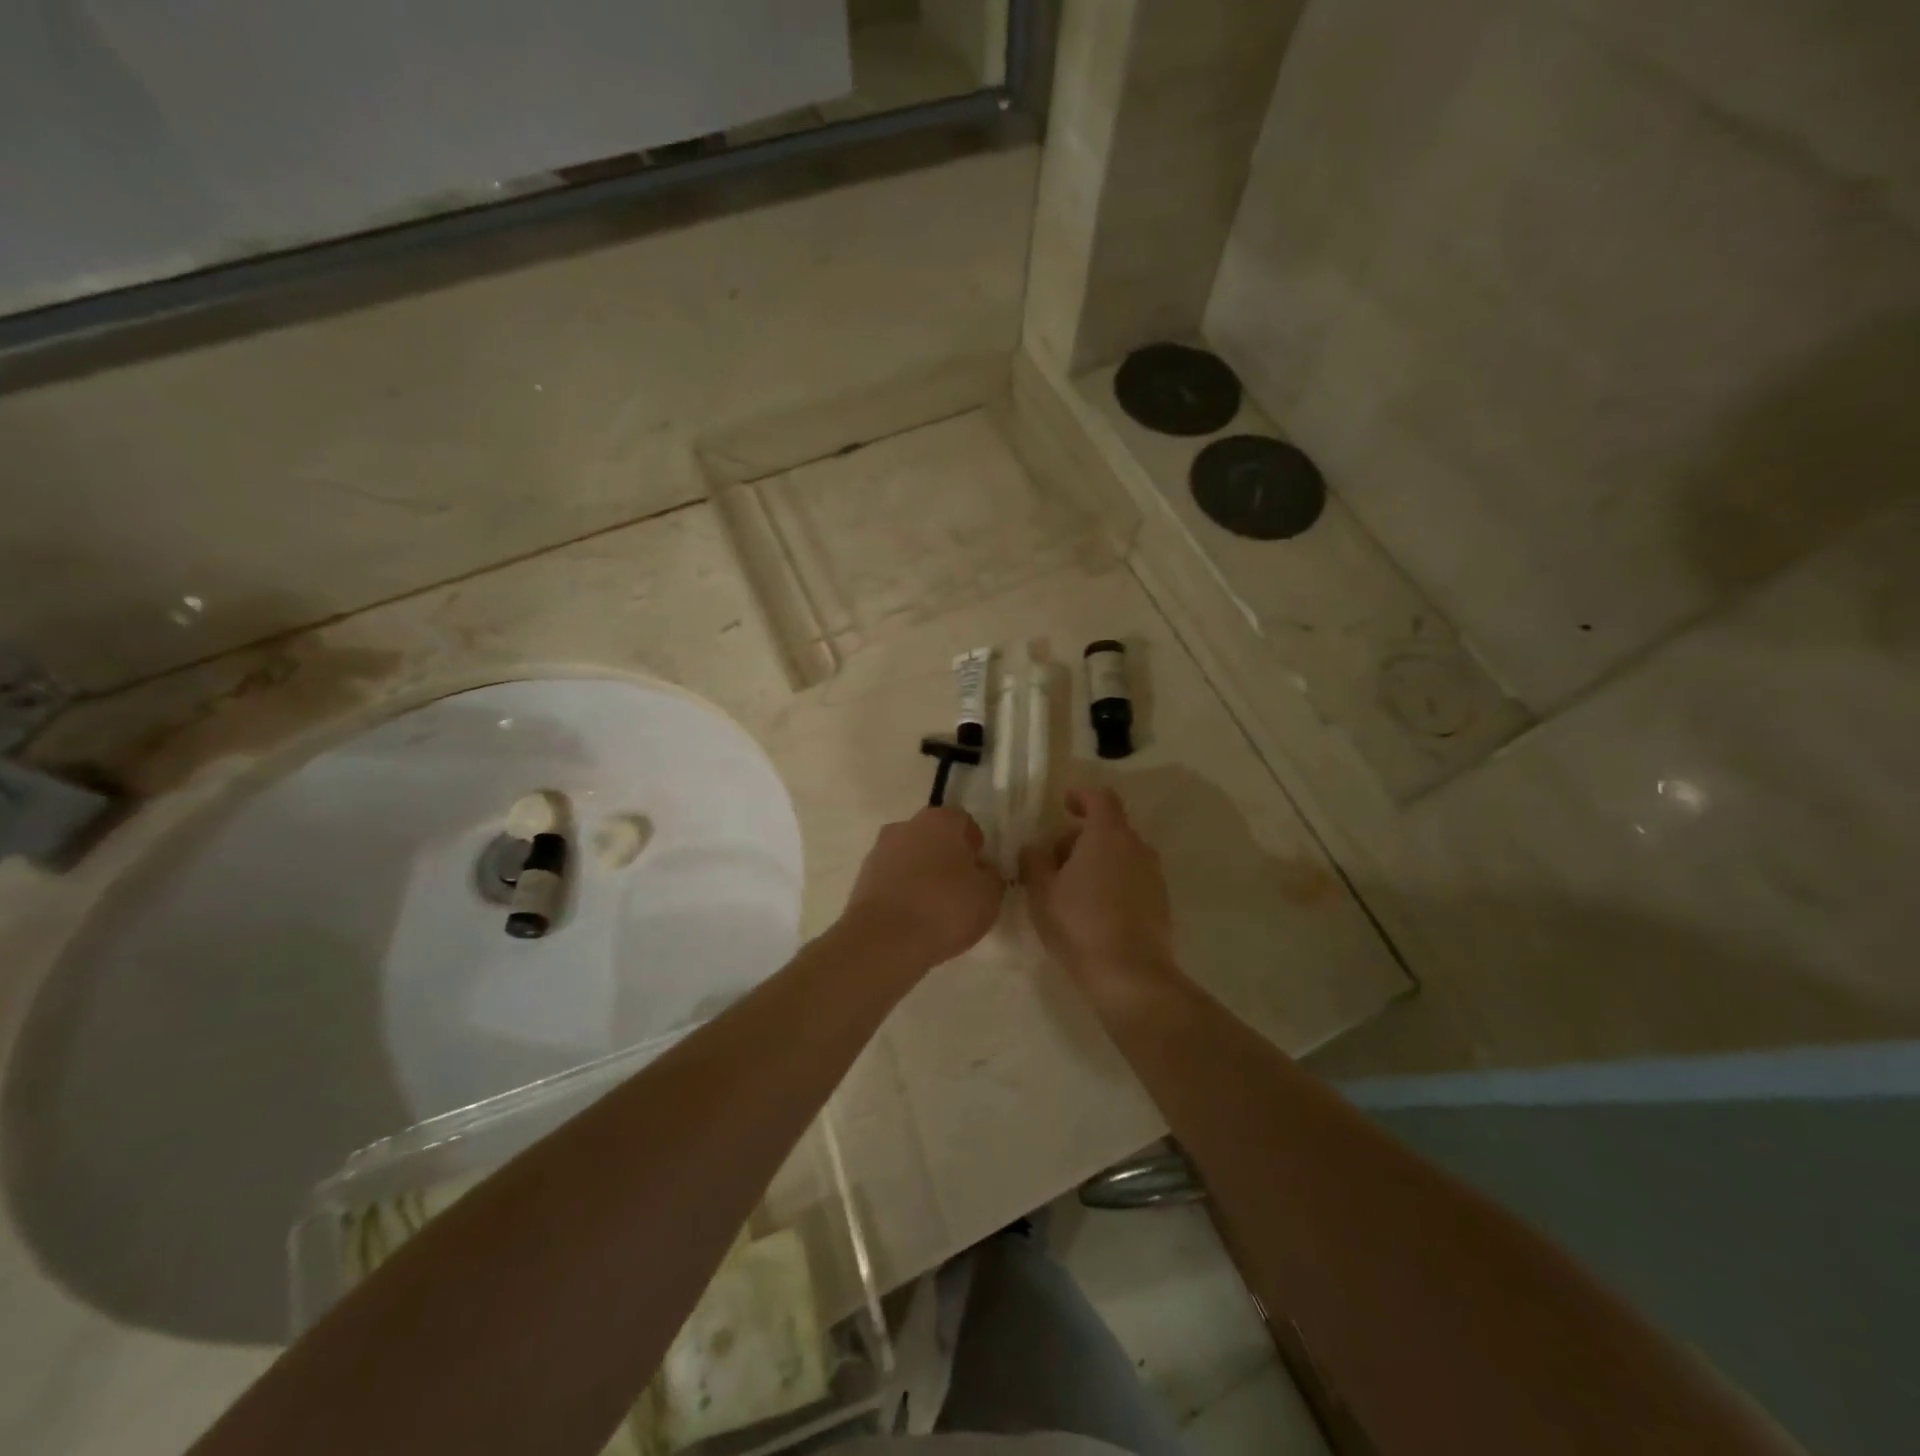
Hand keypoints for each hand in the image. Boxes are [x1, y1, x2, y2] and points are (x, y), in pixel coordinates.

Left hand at [839, 806, 1004, 972]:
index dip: (976, 847)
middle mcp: (906, 826)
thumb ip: (991, 875)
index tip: (981, 872)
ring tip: (935, 910)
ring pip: (910, 858)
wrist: (884, 941)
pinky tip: (912, 919)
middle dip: (947, 858)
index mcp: (940, 820)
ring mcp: (879, 850)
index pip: (964, 823)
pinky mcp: (862, 878)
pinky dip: (903, 892)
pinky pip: (892, 879)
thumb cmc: (945, 908)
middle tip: (960, 890)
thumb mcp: (989, 895)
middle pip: (934, 837)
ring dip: (922, 874)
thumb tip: (982, 870)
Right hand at [1020, 787, 1176, 991]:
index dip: (1081, 795)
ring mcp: (1153, 874)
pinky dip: (1112, 881)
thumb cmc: (1079, 924)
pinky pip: (1132, 877)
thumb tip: (1035, 847)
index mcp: (1107, 835)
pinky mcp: (1160, 901)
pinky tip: (1094, 910)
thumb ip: (1034, 860)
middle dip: (1079, 837)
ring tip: (1071, 890)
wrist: (1130, 975)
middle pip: (1108, 827)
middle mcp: (1136, 847)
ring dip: (1096, 860)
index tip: (1064, 804)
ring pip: (1121, 854)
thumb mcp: (1042, 892)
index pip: (1100, 797)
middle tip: (1053, 863)